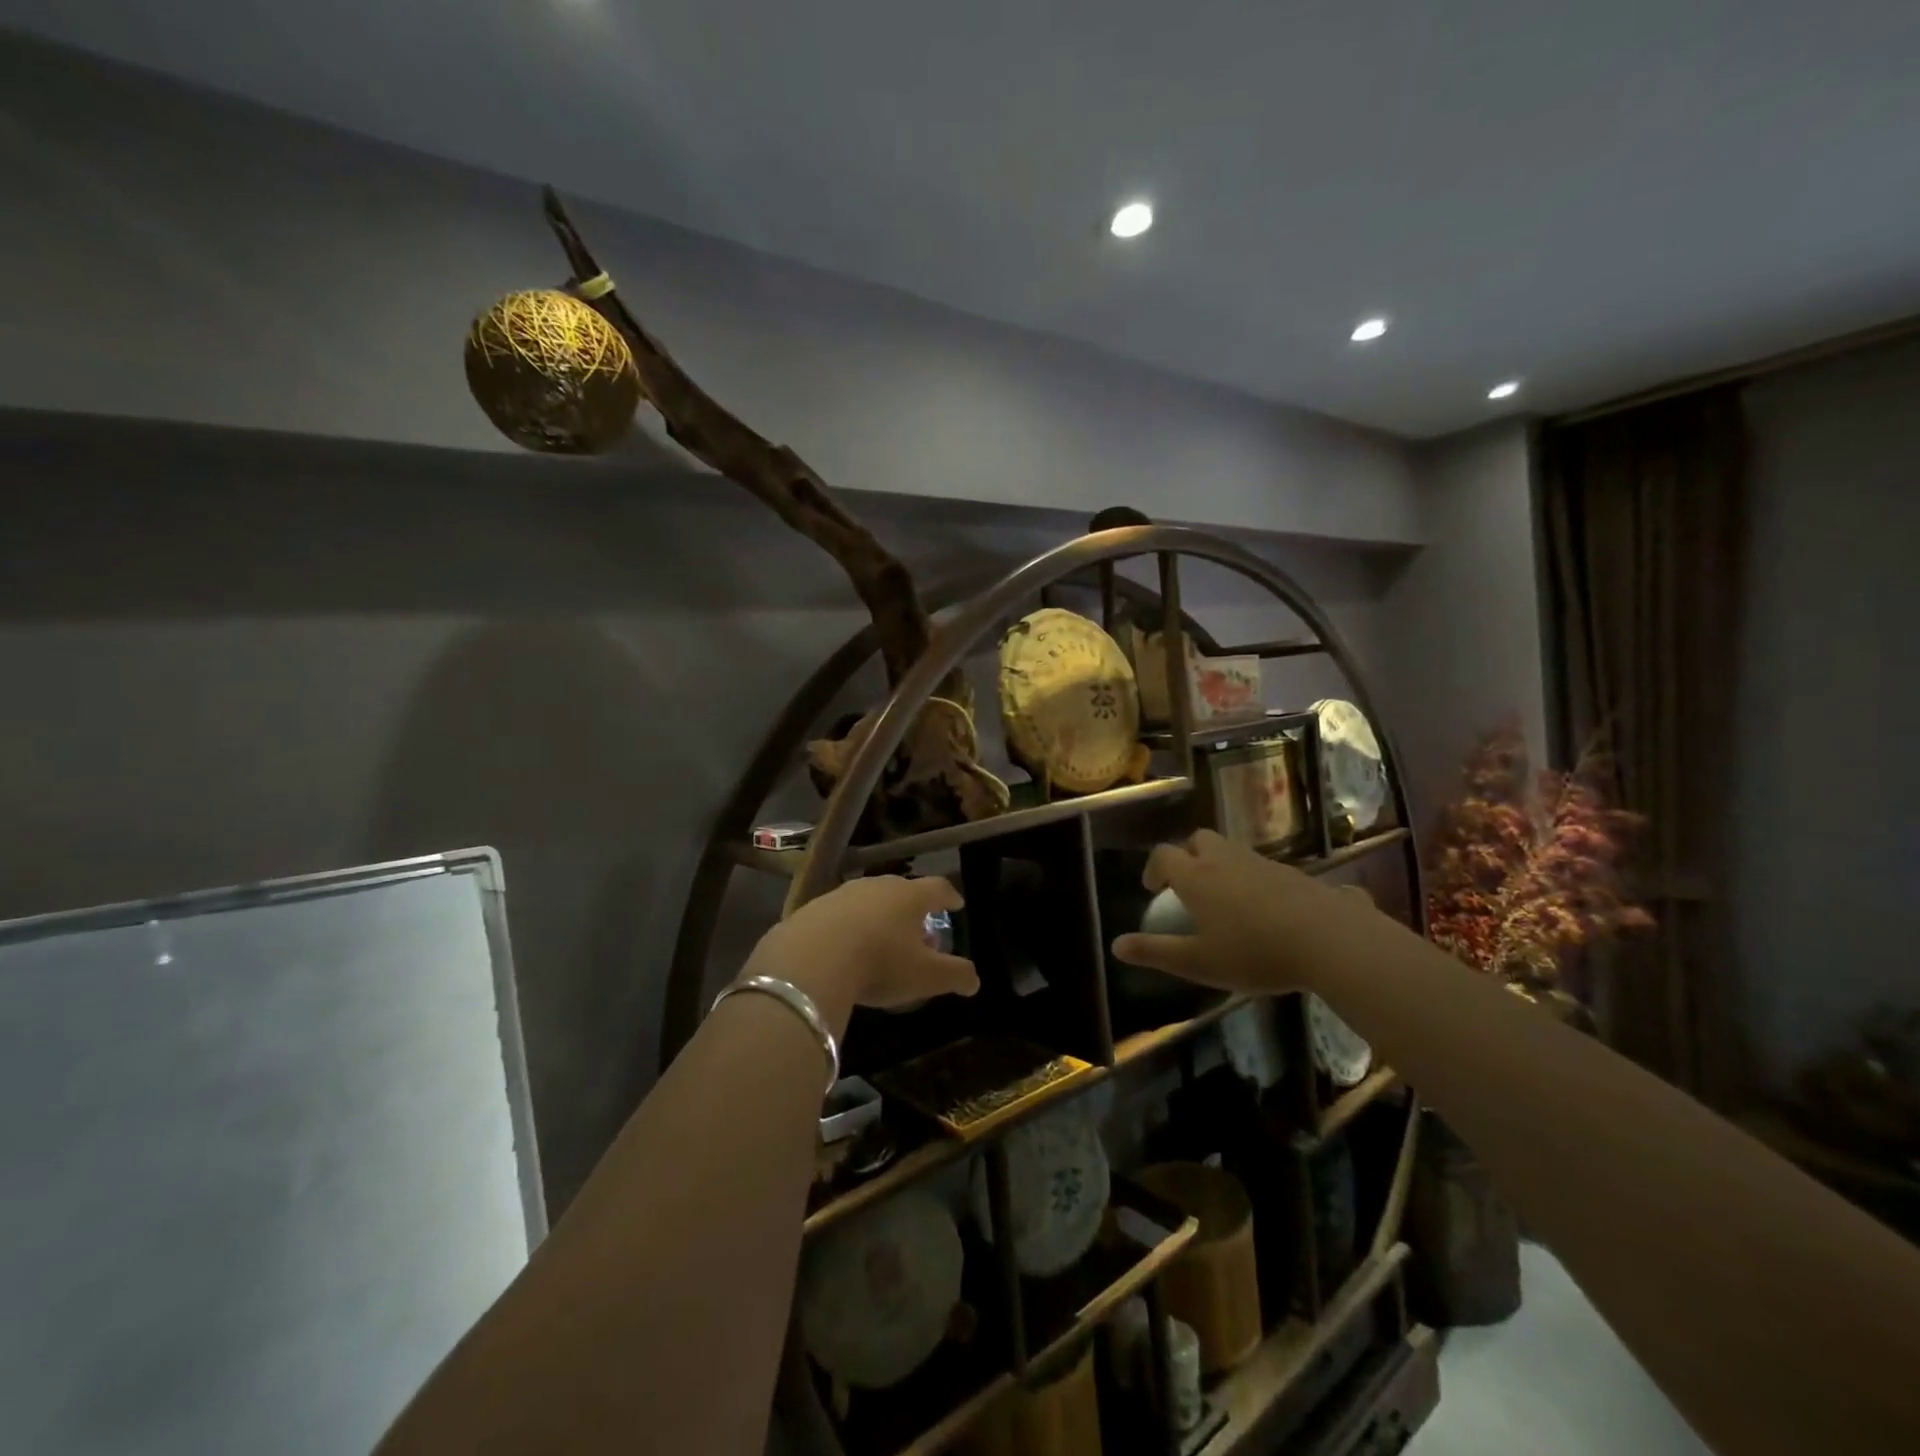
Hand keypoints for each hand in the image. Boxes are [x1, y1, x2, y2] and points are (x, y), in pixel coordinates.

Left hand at [744, 875, 977, 1034]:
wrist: (810, 960)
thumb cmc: (880, 963)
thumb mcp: (926, 977)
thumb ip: (956, 975)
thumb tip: (974, 980)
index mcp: (910, 896)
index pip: (938, 888)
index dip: (950, 896)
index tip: (956, 904)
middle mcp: (877, 886)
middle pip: (902, 891)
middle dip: (912, 910)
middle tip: (918, 931)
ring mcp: (841, 894)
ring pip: (868, 901)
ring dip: (877, 918)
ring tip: (880, 942)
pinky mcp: (811, 909)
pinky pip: (837, 916)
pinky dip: (846, 928)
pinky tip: (843, 950)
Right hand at [1111, 830, 1378, 993]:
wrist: (1329, 941)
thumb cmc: (1254, 953)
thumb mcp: (1198, 962)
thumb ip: (1156, 952)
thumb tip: (1116, 945)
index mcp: (1197, 877)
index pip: (1164, 855)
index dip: (1153, 868)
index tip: (1153, 889)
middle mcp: (1227, 861)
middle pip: (1200, 840)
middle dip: (1189, 856)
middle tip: (1189, 885)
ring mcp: (1264, 864)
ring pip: (1234, 852)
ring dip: (1224, 867)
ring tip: (1228, 901)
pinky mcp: (1297, 874)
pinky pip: (1269, 870)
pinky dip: (1258, 882)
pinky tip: (1270, 913)